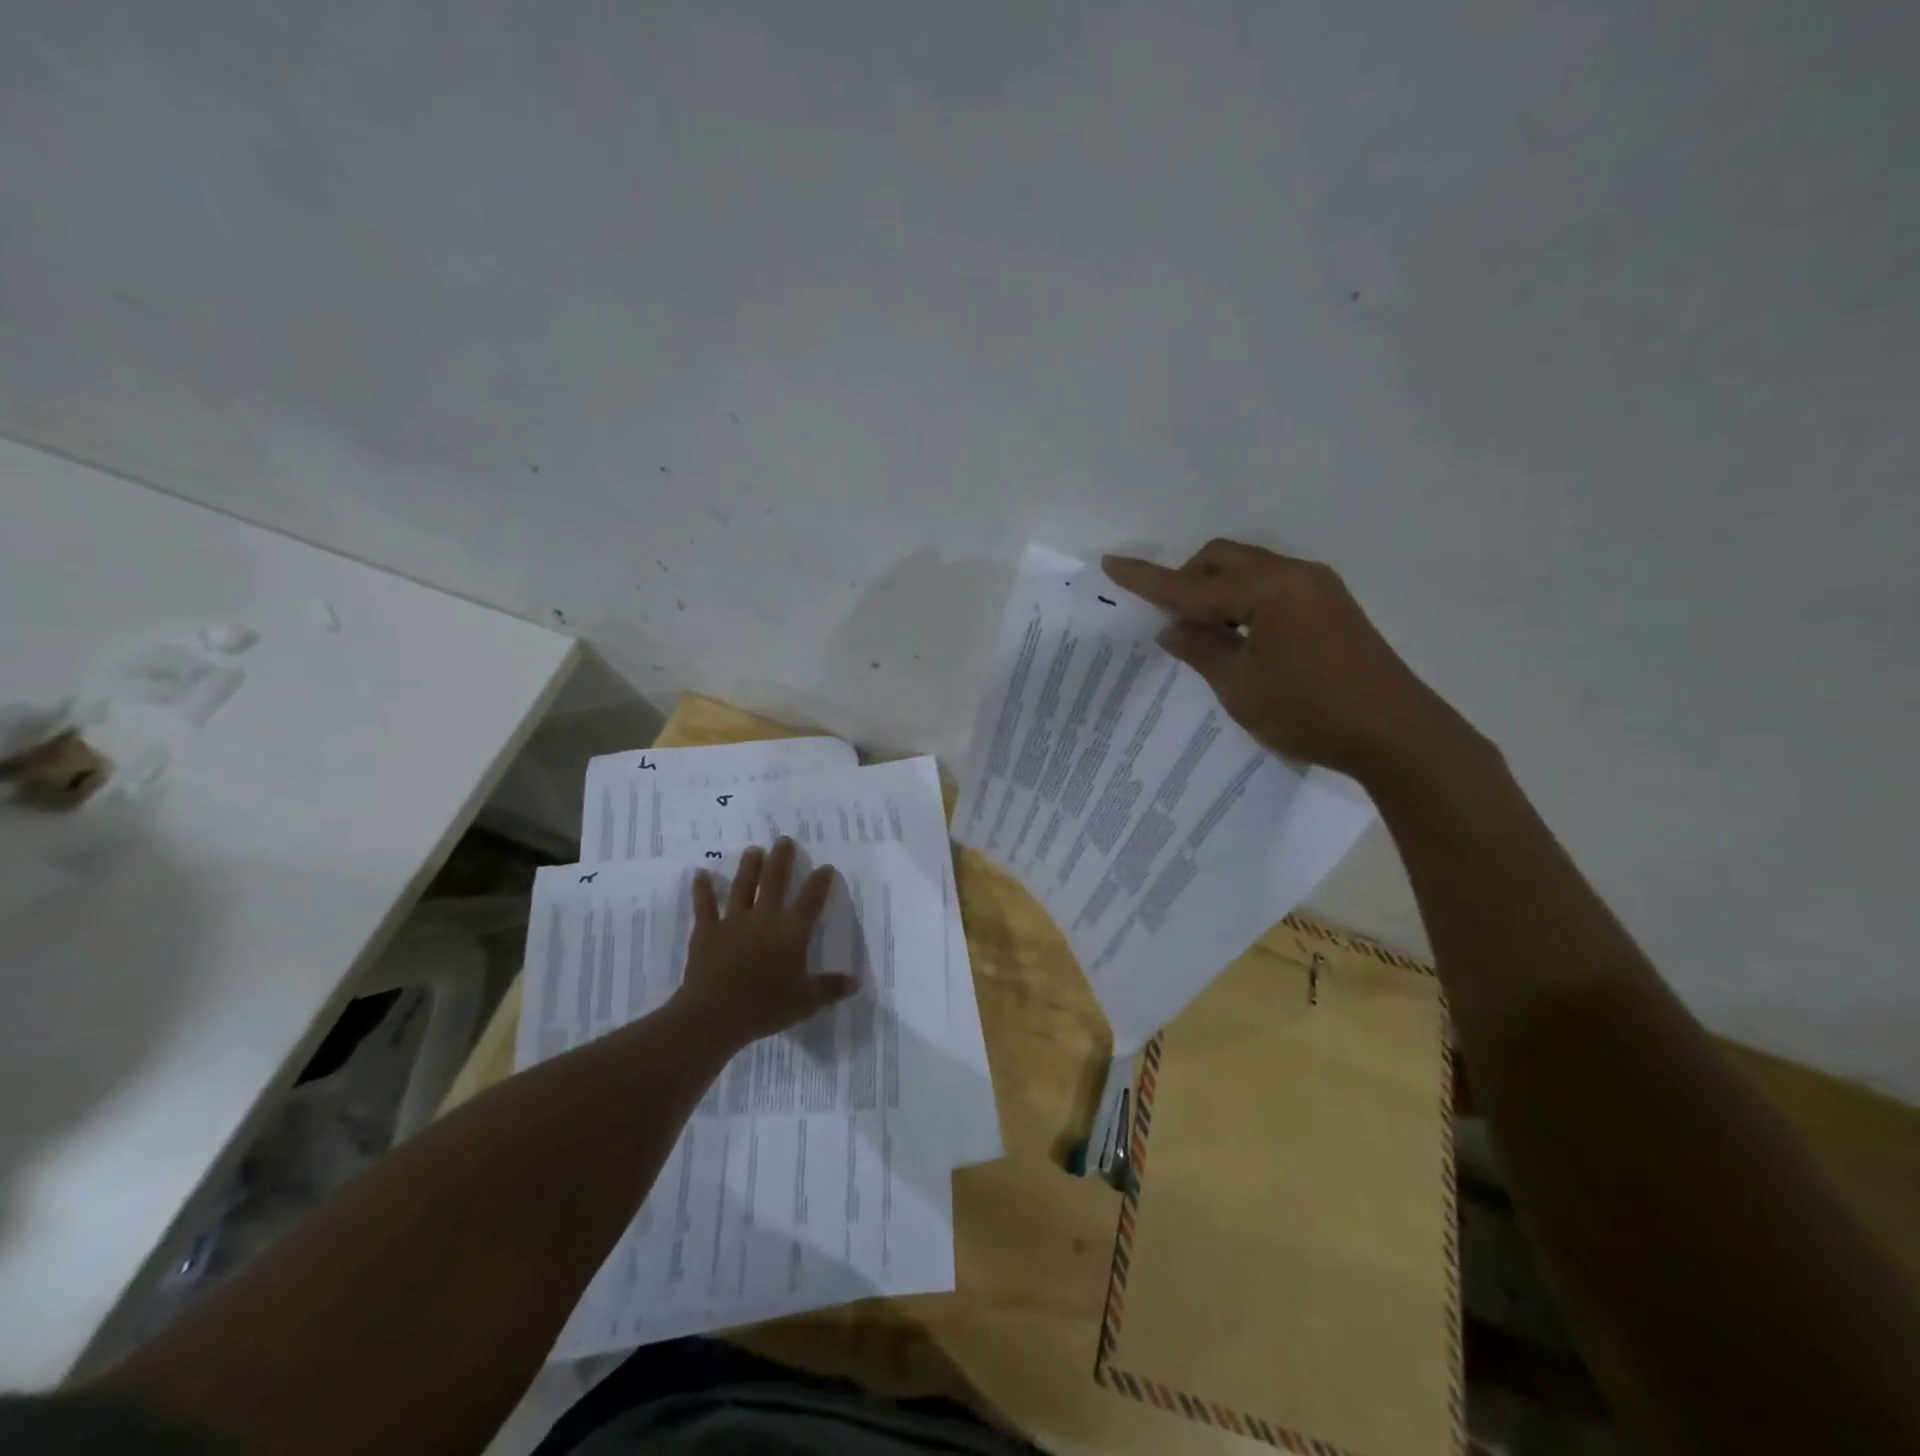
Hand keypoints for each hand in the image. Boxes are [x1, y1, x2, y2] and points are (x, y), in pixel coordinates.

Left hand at [669, 836, 859, 1049]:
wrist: (715, 1014)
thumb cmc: (766, 1007)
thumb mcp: (806, 1001)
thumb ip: (830, 988)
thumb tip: (856, 982)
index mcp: (792, 933)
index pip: (810, 901)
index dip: (819, 883)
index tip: (826, 867)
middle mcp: (765, 919)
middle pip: (775, 882)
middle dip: (781, 859)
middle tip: (784, 840)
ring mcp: (734, 922)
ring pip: (742, 887)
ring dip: (748, 867)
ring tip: (753, 849)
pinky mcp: (707, 931)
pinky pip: (705, 906)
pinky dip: (702, 890)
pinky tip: (700, 874)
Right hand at [1102, 539, 1481, 783]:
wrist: (1398, 735)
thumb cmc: (1311, 714)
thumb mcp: (1242, 688)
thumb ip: (1202, 650)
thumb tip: (1172, 627)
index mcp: (1268, 591)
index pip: (1192, 585)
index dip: (1148, 579)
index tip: (1111, 563)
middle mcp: (1294, 575)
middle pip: (1222, 559)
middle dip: (1187, 581)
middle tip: (1170, 622)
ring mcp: (1317, 587)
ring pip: (1248, 570)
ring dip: (1216, 591)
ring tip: (1203, 634)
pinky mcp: (1330, 605)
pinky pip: (1271, 586)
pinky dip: (1243, 601)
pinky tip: (1238, 636)